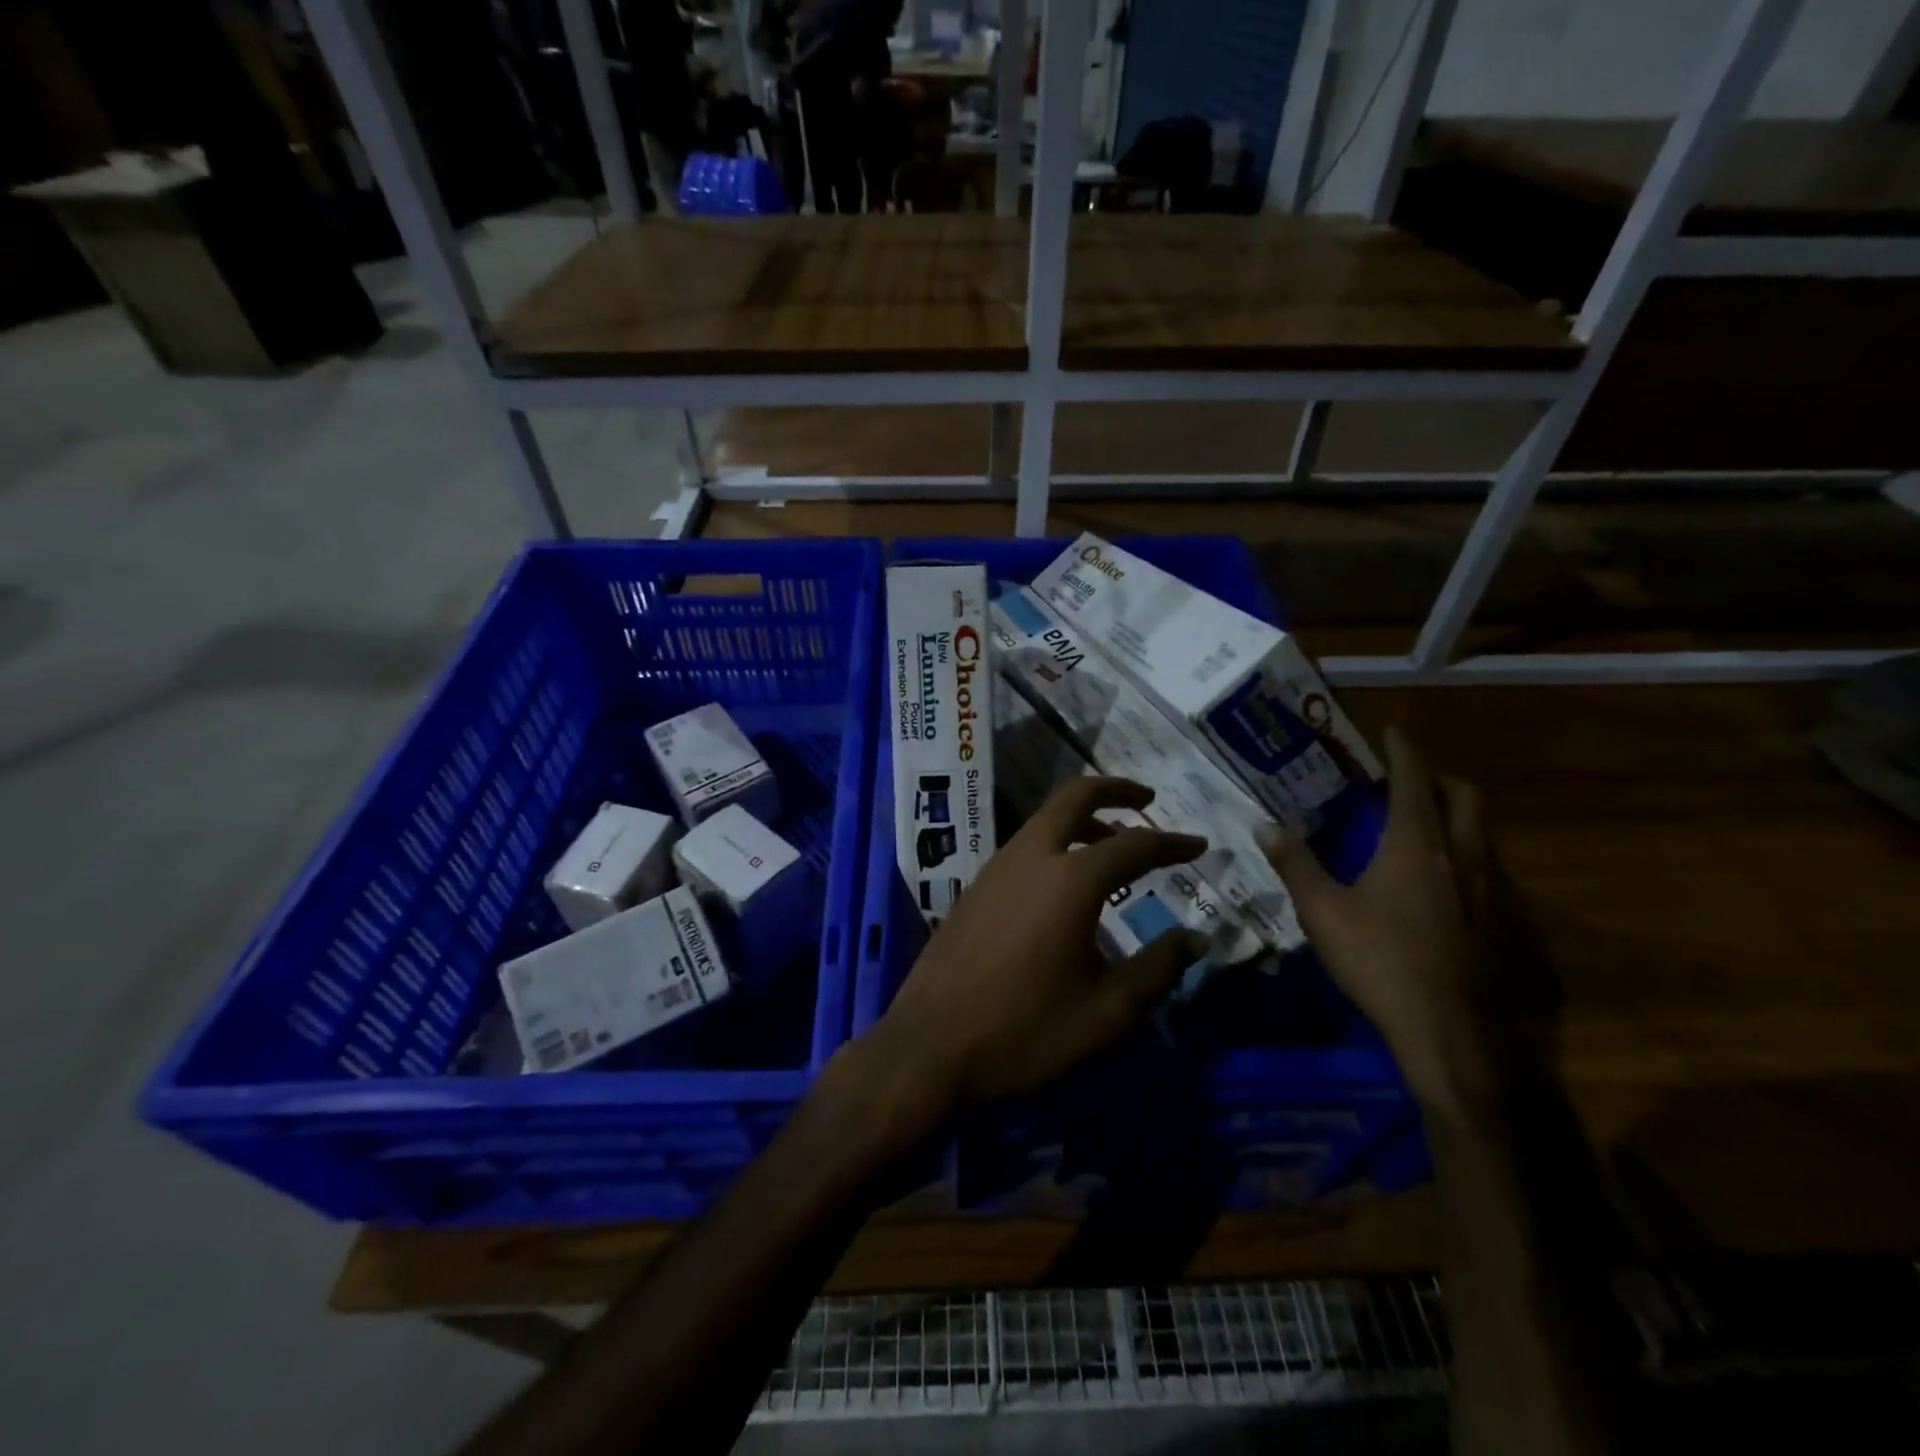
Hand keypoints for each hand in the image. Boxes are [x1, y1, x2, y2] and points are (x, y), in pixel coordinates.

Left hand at [862, 777, 1207, 1115]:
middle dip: (1114, 790)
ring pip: (1044, 820)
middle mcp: (1030, 857)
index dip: (1172, 843)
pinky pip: (1024, 847)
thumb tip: (1197, 938)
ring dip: (1082, 819)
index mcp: (1069, 880)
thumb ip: (1158, 969)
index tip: (1200, 845)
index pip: (1134, 845)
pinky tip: (1064, 883)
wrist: (929, 1045)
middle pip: (1074, 797)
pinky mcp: (974, 889)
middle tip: (1145, 799)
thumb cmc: (1025, 1031)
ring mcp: (994, 869)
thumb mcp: (1107, 1013)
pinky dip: (1055, 843)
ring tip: (1112, 843)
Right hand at [1262, 727, 1494, 1111]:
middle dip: (1440, 777)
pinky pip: (1485, 866)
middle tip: (1409, 778)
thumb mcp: (1322, 911)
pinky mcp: (1501, 921)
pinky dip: (1464, 852)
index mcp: (1415, 845)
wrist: (1449, 1030)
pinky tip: (1439, 879)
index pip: (1414, 781)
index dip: (1404, 751)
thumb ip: (1295, 863)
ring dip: (1455, 814)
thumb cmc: (1379, 960)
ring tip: (1422, 822)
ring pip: (1480, 832)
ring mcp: (1489, 890)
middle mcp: (1460, 856)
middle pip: (1465, 797)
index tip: (1393, 731)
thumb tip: (1265, 826)